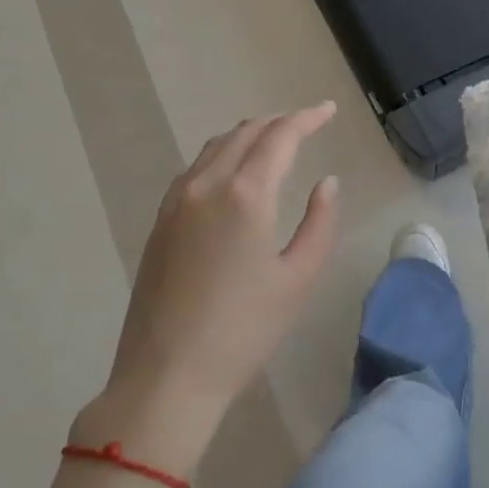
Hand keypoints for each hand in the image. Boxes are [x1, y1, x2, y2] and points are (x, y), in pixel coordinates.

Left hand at [78, 103, 341, 470]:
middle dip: (279, 122)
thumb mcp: (298, 278)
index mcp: (245, 194)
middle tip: (306, 124)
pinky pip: (196, 169)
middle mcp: (207, 185)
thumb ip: (320, 222)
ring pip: (216, 146)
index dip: (307, 118)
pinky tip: (233, 172)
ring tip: (274, 141)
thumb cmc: (243, 330)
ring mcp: (176, 202)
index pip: (280, 136)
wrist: (166, 377)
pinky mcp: (160, 222)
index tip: (328, 110)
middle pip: (245, 132)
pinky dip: (222, 154)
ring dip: (248, 135)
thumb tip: (327, 182)